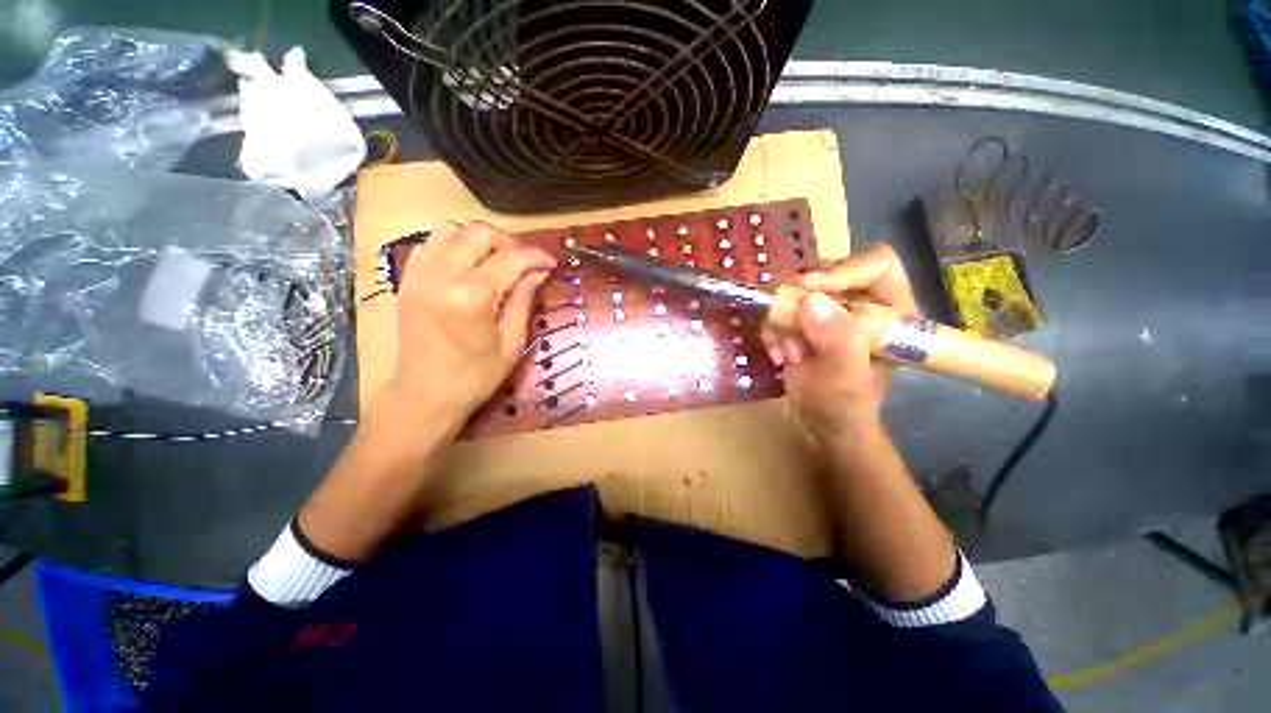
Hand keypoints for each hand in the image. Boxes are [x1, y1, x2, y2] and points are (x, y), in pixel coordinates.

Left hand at [388, 221, 556, 418]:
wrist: (426, 392)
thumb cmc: (476, 375)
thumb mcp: (512, 342)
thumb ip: (524, 300)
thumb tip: (539, 272)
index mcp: (473, 297)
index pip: (510, 258)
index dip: (536, 256)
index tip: (551, 263)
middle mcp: (442, 276)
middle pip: (479, 232)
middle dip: (509, 242)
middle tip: (525, 262)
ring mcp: (420, 273)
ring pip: (452, 229)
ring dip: (480, 239)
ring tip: (497, 259)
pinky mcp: (408, 277)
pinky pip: (432, 242)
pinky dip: (455, 244)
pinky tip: (469, 264)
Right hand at [761, 244, 918, 436]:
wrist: (821, 420)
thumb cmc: (845, 405)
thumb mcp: (847, 379)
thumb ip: (838, 342)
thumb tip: (811, 301)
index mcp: (891, 310)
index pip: (877, 265)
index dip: (844, 271)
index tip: (812, 292)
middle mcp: (861, 302)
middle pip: (827, 271)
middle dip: (802, 301)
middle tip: (790, 327)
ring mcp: (829, 309)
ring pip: (796, 290)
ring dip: (782, 320)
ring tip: (787, 353)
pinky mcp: (804, 318)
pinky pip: (779, 308)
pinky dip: (772, 329)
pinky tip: (780, 355)